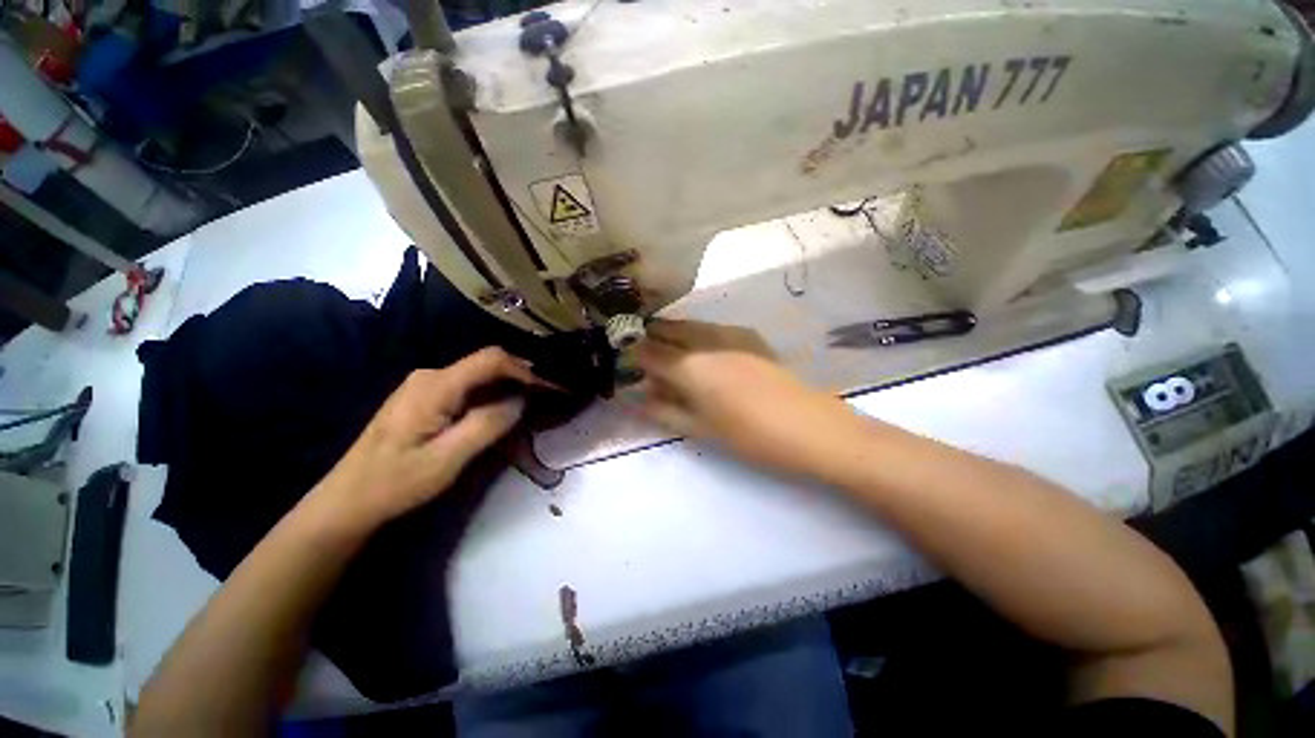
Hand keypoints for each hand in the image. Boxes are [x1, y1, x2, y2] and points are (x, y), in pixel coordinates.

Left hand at [309, 348, 540, 531]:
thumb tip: (521, 400)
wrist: (349, 500)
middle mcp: (431, 375)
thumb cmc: (396, 482)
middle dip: (520, 378)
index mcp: (436, 385)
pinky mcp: (425, 397)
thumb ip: (487, 425)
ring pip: (479, 376)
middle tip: (547, 397)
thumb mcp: (448, 459)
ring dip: (507, 388)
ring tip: (531, 405)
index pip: (491, 359)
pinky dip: (491, 396)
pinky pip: (468, 387)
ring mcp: (425, 385)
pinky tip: (502, 412)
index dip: (525, 369)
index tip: (550, 386)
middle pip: (487, 365)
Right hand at [635, 320, 865, 479]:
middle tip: (642, 352)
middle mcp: (707, 341)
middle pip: (668, 329)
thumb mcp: (701, 430)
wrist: (813, 429)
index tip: (625, 362)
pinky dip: (696, 334)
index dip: (633, 354)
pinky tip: (701, 349)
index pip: (648, 352)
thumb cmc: (752, 437)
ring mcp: (732, 335)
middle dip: (650, 337)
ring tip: (667, 350)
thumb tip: (638, 398)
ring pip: (690, 325)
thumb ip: (665, 410)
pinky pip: (712, 328)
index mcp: (691, 366)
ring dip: (672, 333)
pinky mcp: (750, 337)